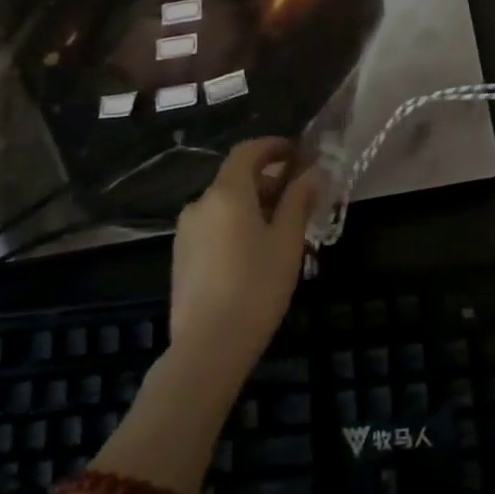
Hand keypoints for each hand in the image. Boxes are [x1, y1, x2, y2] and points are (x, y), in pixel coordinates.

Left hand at [169, 139, 323, 386]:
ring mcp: (186, 232)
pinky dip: (235, 224)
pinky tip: (254, 252)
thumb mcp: (287, 241)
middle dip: (268, 180)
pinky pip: (213, 226)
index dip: (273, 146)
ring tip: (280, 228)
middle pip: (236, 178)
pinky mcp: (181, 257)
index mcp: (227, 193)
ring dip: (252, 204)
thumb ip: (299, 200)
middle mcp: (200, 204)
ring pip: (224, 204)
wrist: (207, 347)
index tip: (298, 153)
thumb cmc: (256, 287)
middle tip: (299, 197)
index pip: (248, 151)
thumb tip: (313, 172)